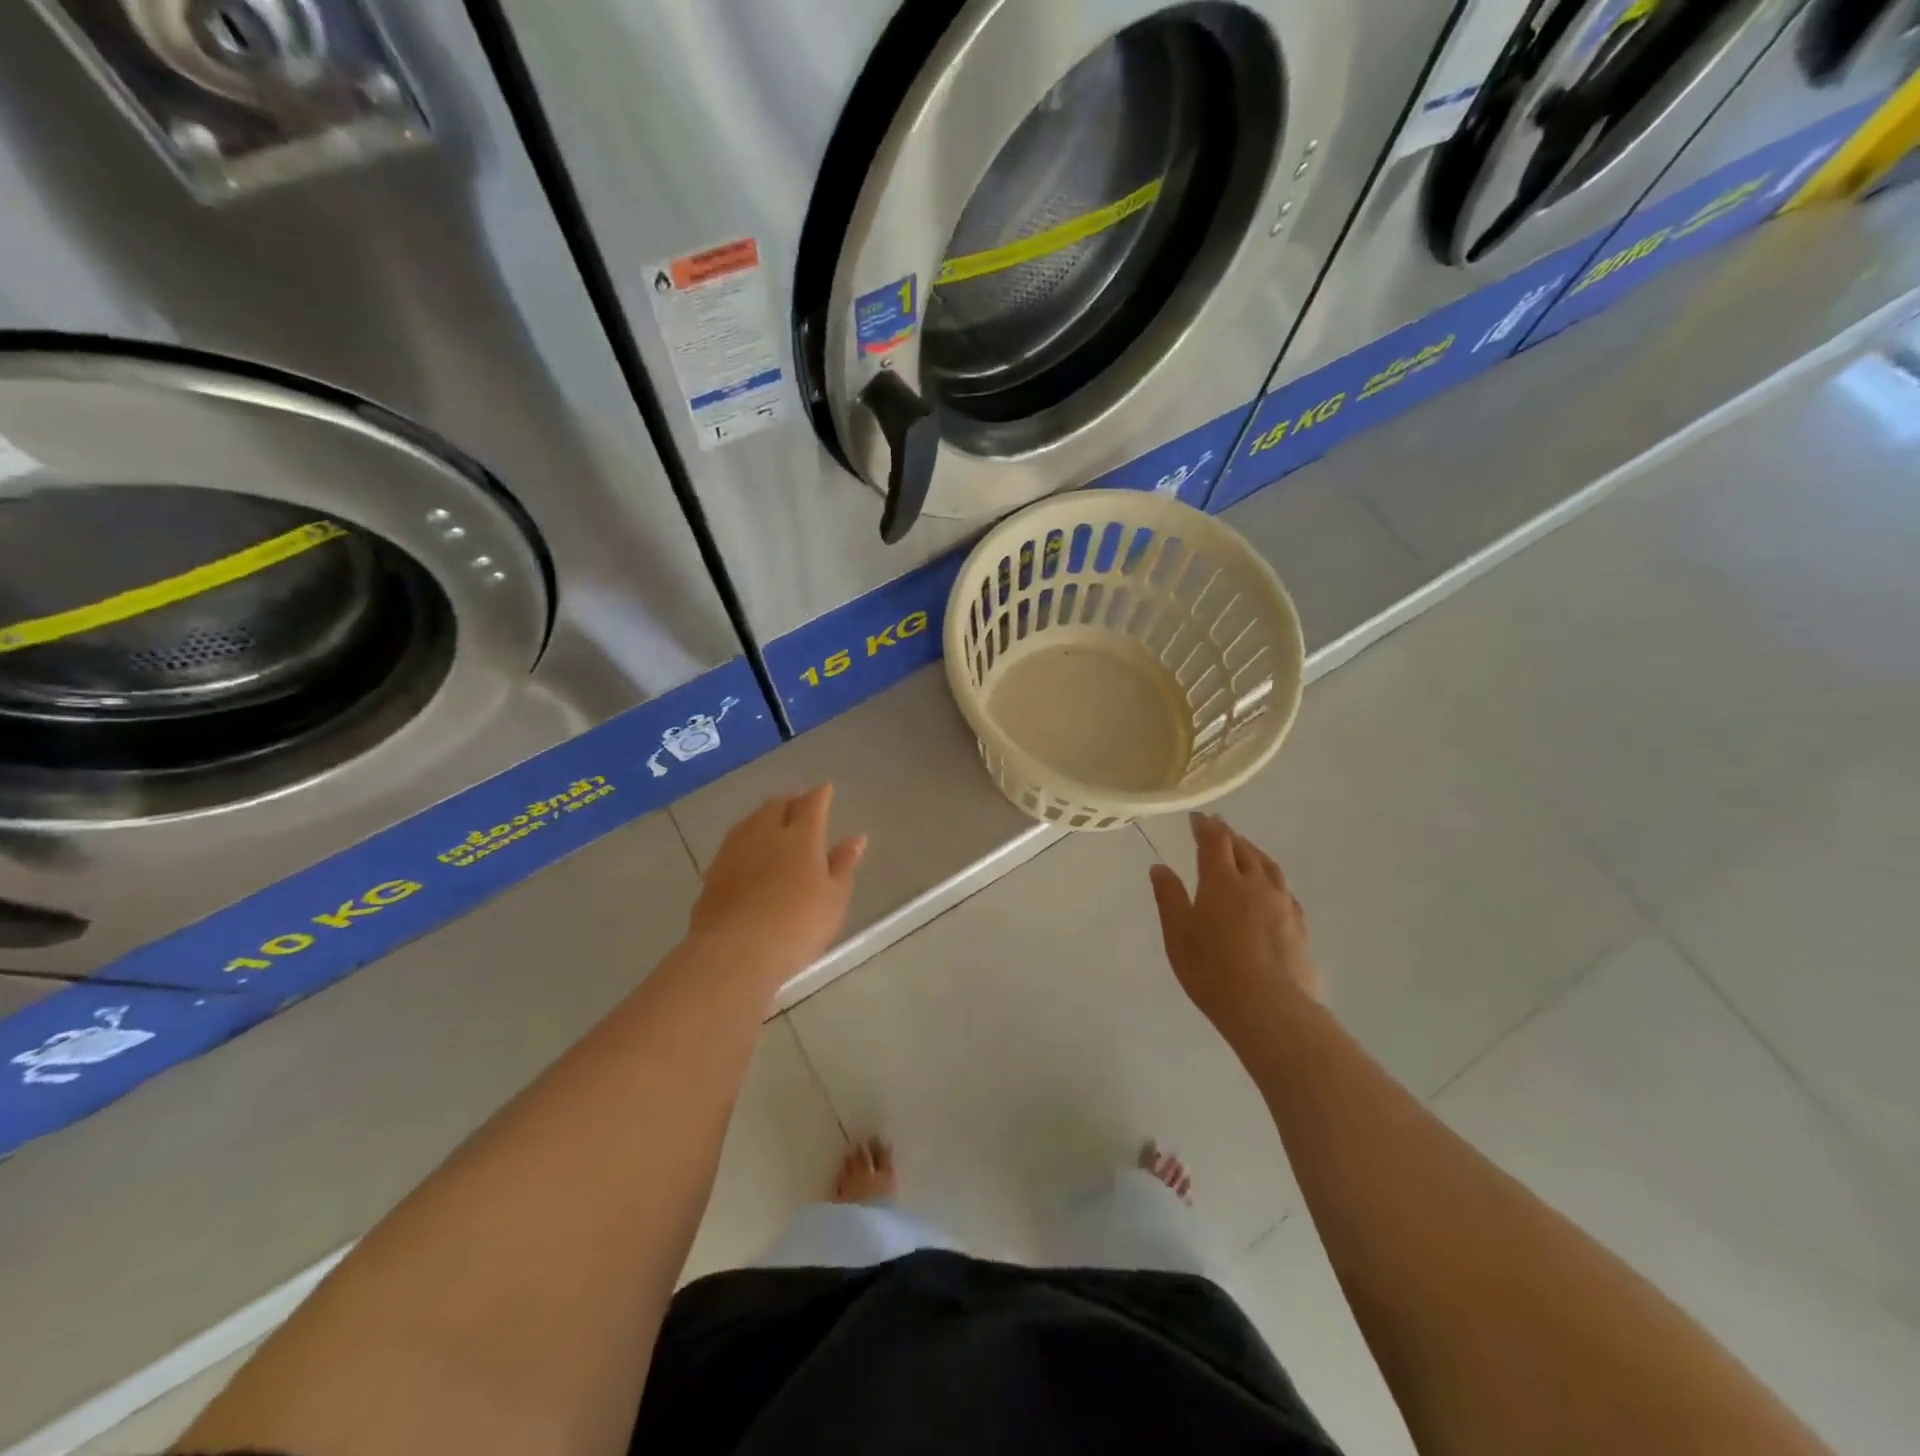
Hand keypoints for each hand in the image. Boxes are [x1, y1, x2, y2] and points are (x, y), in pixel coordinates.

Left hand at [690, 786, 865, 985]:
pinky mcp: (714, 871)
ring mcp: (735, 850)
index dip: (820, 795)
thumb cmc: (797, 925)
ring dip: (765, 815)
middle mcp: (766, 833)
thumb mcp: (834, 898)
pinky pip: (734, 842)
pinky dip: (746, 837)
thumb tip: (855, 837)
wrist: (734, 952)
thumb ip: (843, 864)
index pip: (812, 804)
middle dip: (790, 800)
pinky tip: (748, 850)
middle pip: (777, 805)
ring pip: (751, 820)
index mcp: (801, 836)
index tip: (825, 789)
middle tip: (799, 802)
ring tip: (773, 820)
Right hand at [1150, 813, 1323, 1040]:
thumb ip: (1169, 898)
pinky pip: (1284, 889)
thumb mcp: (1178, 935)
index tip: (1197, 817)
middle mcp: (1255, 883)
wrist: (1270, 1009)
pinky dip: (1270, 877)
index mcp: (1221, 881)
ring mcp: (1281, 903)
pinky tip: (1269, 888)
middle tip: (1217, 828)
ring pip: (1268, 865)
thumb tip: (1159, 867)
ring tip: (1244, 850)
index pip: (1214, 841)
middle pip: (1243, 849)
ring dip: (1253, 852)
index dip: (1205, 826)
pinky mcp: (1299, 925)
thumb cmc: (1212, 971)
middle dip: (1228, 835)